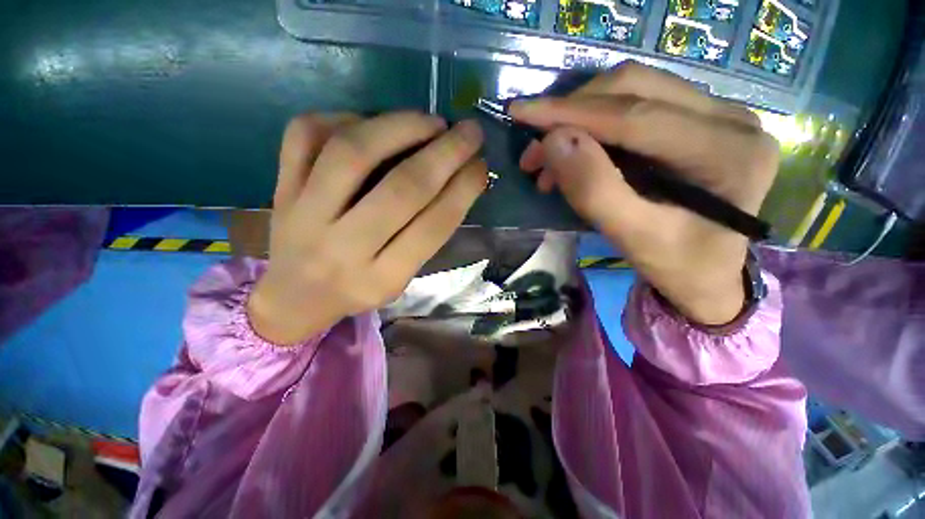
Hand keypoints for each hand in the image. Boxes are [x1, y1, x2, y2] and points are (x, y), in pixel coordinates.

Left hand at [248, 112, 487, 344]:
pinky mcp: (282, 188)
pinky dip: (345, 118)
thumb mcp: (401, 278)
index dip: (463, 190)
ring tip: (430, 122)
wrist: (296, 295)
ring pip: (352, 153)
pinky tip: (371, 124)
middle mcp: (343, 247)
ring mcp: (304, 214)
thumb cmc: (359, 288)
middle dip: (445, 154)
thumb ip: (427, 235)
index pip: (432, 227)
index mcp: (382, 277)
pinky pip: (306, 135)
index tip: (482, 166)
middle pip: (401, 189)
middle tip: (469, 132)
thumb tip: (458, 181)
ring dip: (400, 127)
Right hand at [510, 63, 779, 324]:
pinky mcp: (701, 119)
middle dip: (570, 115)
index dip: (571, 112)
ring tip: (548, 159)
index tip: (521, 113)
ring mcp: (719, 113)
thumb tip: (553, 142)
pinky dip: (595, 124)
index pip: (635, 116)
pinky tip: (575, 152)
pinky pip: (638, 104)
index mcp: (726, 152)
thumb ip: (594, 191)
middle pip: (634, 90)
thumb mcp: (632, 238)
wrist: (709, 275)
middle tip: (532, 153)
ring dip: (579, 118)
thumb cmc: (676, 265)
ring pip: (633, 91)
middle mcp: (731, 118)